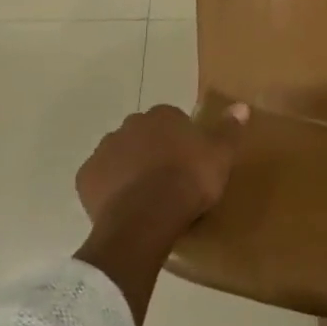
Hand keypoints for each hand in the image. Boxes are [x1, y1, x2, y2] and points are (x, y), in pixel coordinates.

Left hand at [75, 102, 248, 240]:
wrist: (146, 218)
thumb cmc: (189, 180)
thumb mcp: (221, 155)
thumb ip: (230, 129)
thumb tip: (241, 106)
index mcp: (163, 115)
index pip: (172, 119)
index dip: (181, 140)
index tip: (189, 161)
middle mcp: (130, 125)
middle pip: (144, 135)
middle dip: (152, 150)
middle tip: (168, 178)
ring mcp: (104, 150)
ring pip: (120, 155)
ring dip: (129, 168)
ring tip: (146, 196)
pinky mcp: (85, 178)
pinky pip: (100, 180)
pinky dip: (109, 189)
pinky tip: (124, 206)